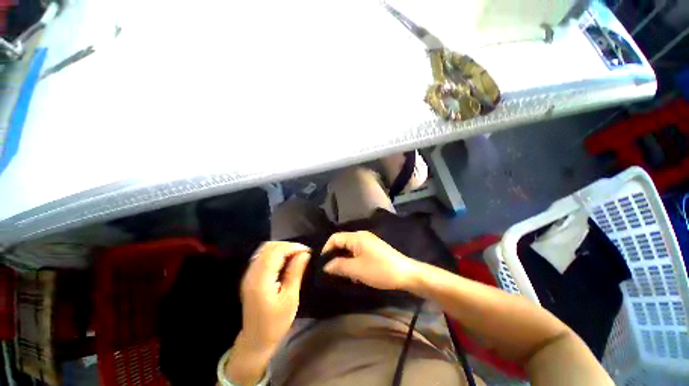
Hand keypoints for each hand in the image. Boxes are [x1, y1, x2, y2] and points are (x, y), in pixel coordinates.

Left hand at [225, 242, 309, 384]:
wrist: (256, 338)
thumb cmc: (276, 321)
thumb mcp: (291, 298)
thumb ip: (296, 272)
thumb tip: (305, 253)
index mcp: (261, 279)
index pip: (276, 251)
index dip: (293, 247)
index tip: (308, 251)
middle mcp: (252, 272)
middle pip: (269, 247)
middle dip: (288, 246)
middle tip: (303, 253)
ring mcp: (249, 273)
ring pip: (265, 249)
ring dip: (282, 248)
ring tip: (296, 256)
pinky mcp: (251, 275)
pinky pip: (263, 255)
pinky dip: (276, 253)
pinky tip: (285, 260)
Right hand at [322, 231, 419, 290]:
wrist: (407, 274)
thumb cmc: (380, 270)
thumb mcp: (357, 269)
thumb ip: (339, 266)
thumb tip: (326, 266)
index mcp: (357, 237)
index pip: (335, 238)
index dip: (326, 249)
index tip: (323, 265)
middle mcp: (362, 236)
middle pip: (342, 243)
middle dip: (335, 256)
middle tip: (332, 272)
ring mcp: (369, 243)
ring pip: (350, 249)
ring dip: (345, 261)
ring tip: (343, 275)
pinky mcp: (374, 250)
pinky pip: (358, 253)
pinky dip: (353, 262)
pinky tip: (355, 275)